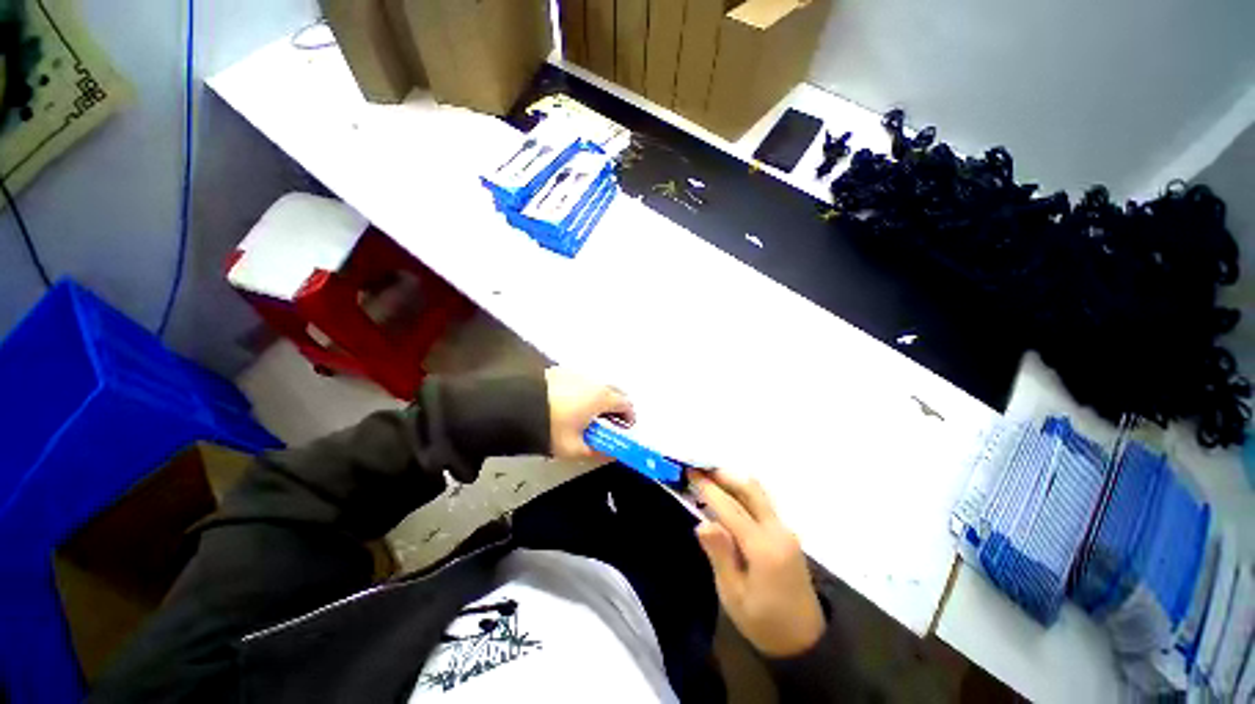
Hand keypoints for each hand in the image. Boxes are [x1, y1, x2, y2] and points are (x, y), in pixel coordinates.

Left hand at [544, 367, 634, 459]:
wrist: (512, 405)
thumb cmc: (548, 427)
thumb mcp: (574, 448)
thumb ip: (597, 452)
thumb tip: (611, 455)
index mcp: (601, 397)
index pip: (626, 404)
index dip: (629, 418)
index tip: (624, 429)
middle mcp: (592, 381)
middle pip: (614, 392)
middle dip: (615, 408)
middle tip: (607, 424)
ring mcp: (576, 373)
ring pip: (596, 386)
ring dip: (598, 400)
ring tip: (586, 417)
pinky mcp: (560, 371)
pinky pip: (580, 382)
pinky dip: (582, 393)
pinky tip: (569, 406)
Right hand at [691, 469, 825, 657]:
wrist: (805, 640)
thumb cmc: (763, 622)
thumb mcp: (734, 595)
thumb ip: (720, 555)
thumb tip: (702, 522)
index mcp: (763, 548)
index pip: (730, 508)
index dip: (708, 488)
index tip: (690, 473)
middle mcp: (777, 531)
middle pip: (750, 490)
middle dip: (723, 475)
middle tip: (699, 470)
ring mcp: (785, 530)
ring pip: (758, 493)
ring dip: (733, 481)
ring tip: (710, 478)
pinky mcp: (786, 533)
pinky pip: (762, 503)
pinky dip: (742, 493)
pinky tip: (727, 497)